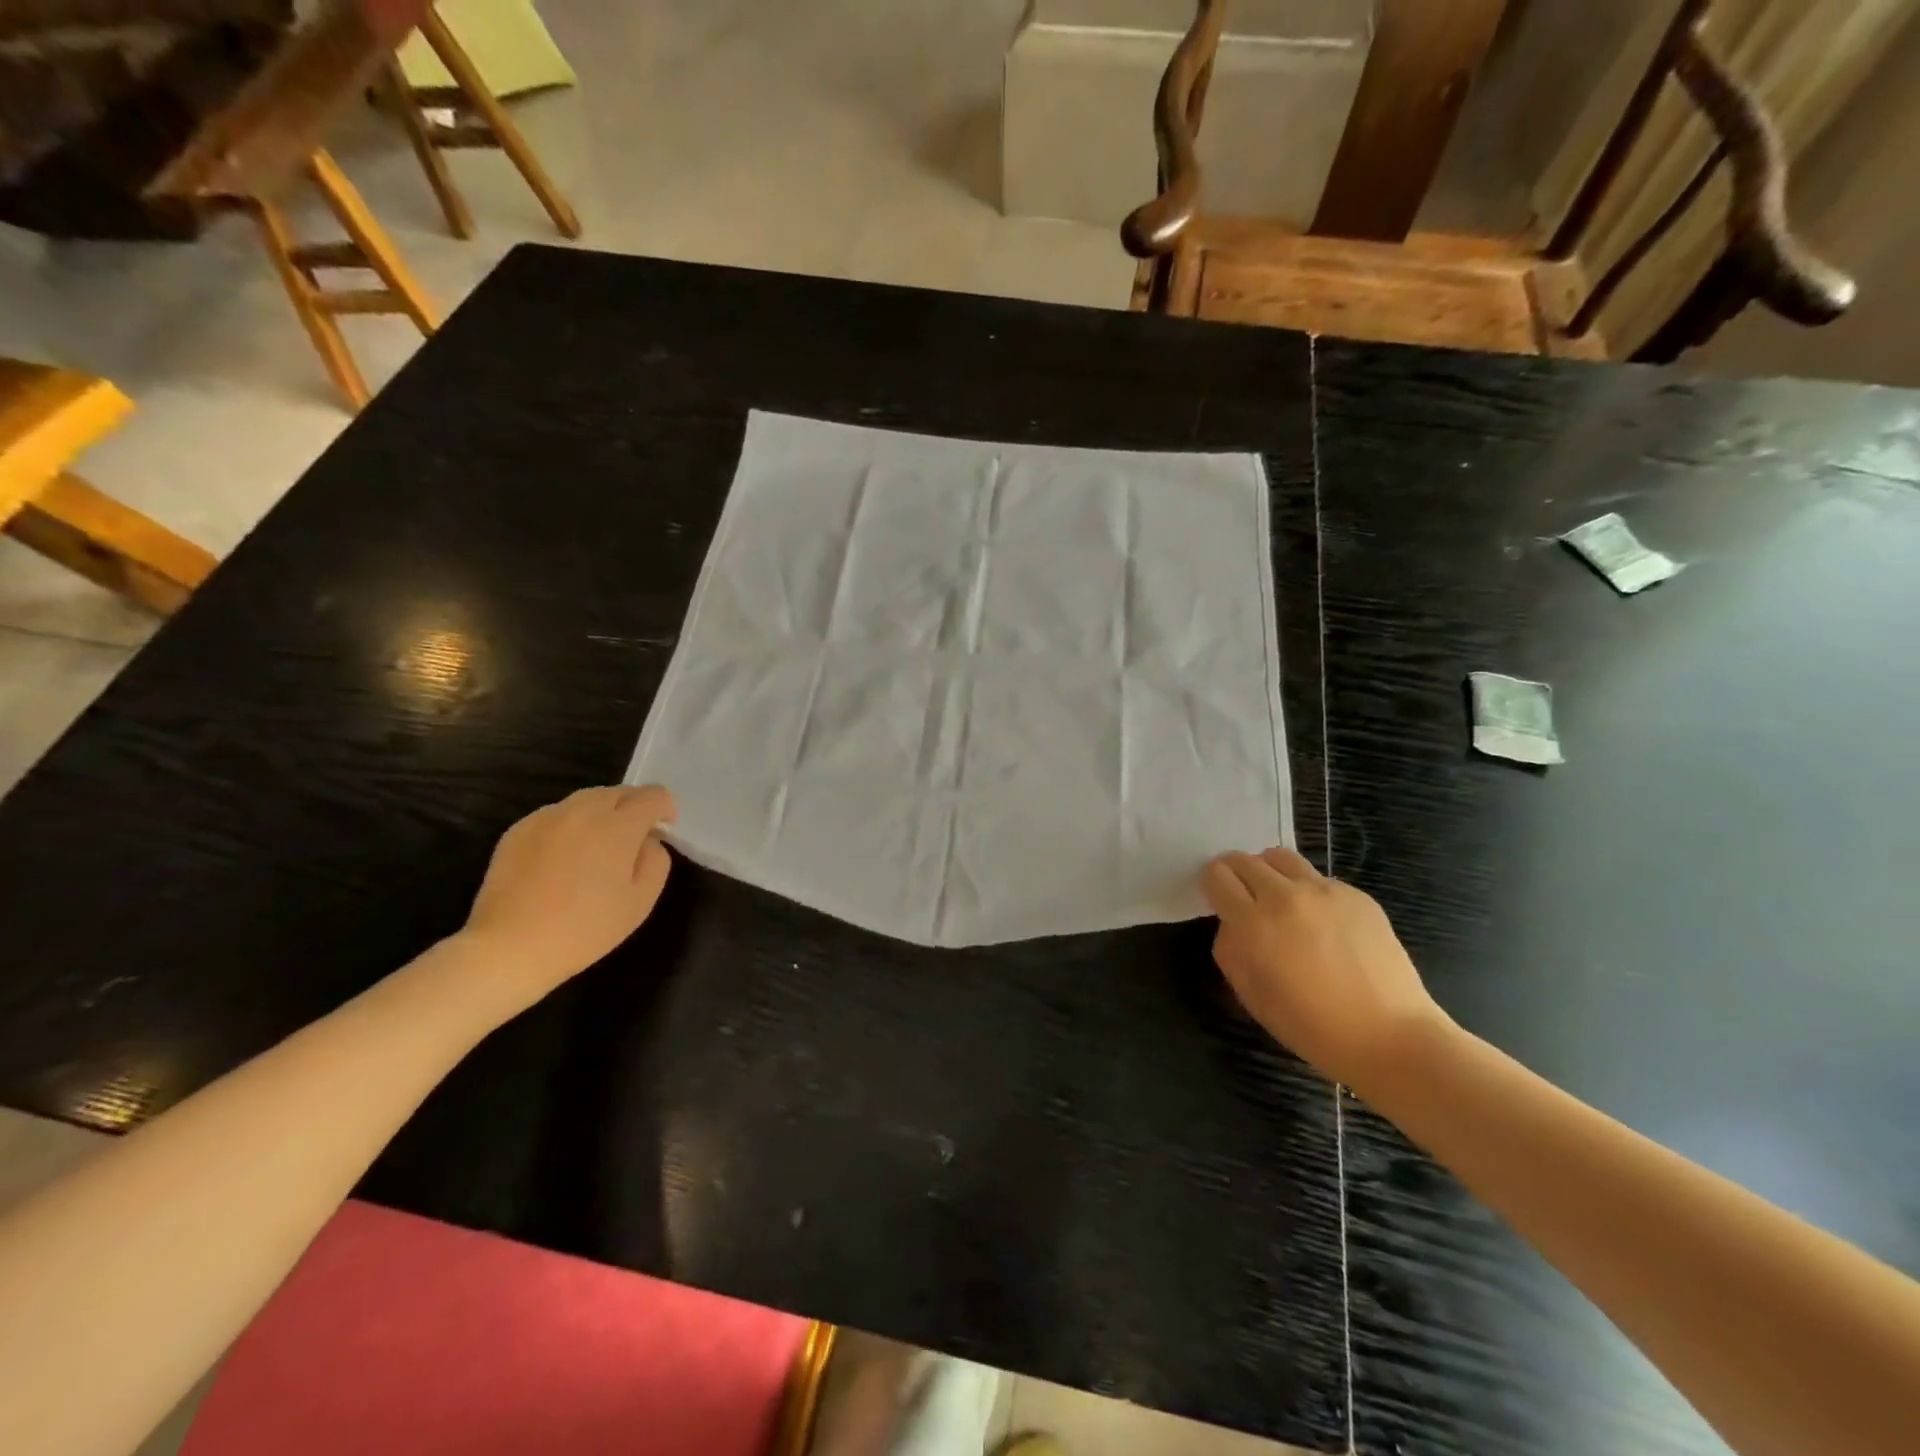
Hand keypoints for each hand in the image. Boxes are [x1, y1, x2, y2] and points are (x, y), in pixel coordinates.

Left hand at [462, 785, 675, 991]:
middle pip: (619, 792)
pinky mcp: (519, 829)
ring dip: (602, 815)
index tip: (663, 831)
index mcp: (618, 826)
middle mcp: (582, 810)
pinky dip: (571, 826)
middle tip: (632, 843)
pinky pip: (557, 815)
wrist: (510, 947)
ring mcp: (546, 817)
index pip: (653, 795)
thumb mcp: (641, 901)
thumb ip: (656, 859)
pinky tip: (563, 860)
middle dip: (633, 808)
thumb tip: (647, 840)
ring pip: (587, 800)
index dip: (665, 809)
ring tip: (596, 849)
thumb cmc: (585, 929)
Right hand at [1201, 847, 1450, 1092]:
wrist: (1389, 1037)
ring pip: (1280, 858)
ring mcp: (1324, 891)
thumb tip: (1233, 923)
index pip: (1217, 876)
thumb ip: (1230, 949)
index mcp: (1253, 924)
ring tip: (1279, 899)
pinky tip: (1322, 923)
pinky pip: (1318, 878)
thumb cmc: (1311, 1026)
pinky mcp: (1356, 895)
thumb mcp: (1250, 994)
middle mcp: (1285, 897)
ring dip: (1270, 872)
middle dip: (1237, 874)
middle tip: (1244, 898)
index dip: (1212, 884)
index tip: (1218, 898)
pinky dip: (1307, 891)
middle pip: (1245, 860)